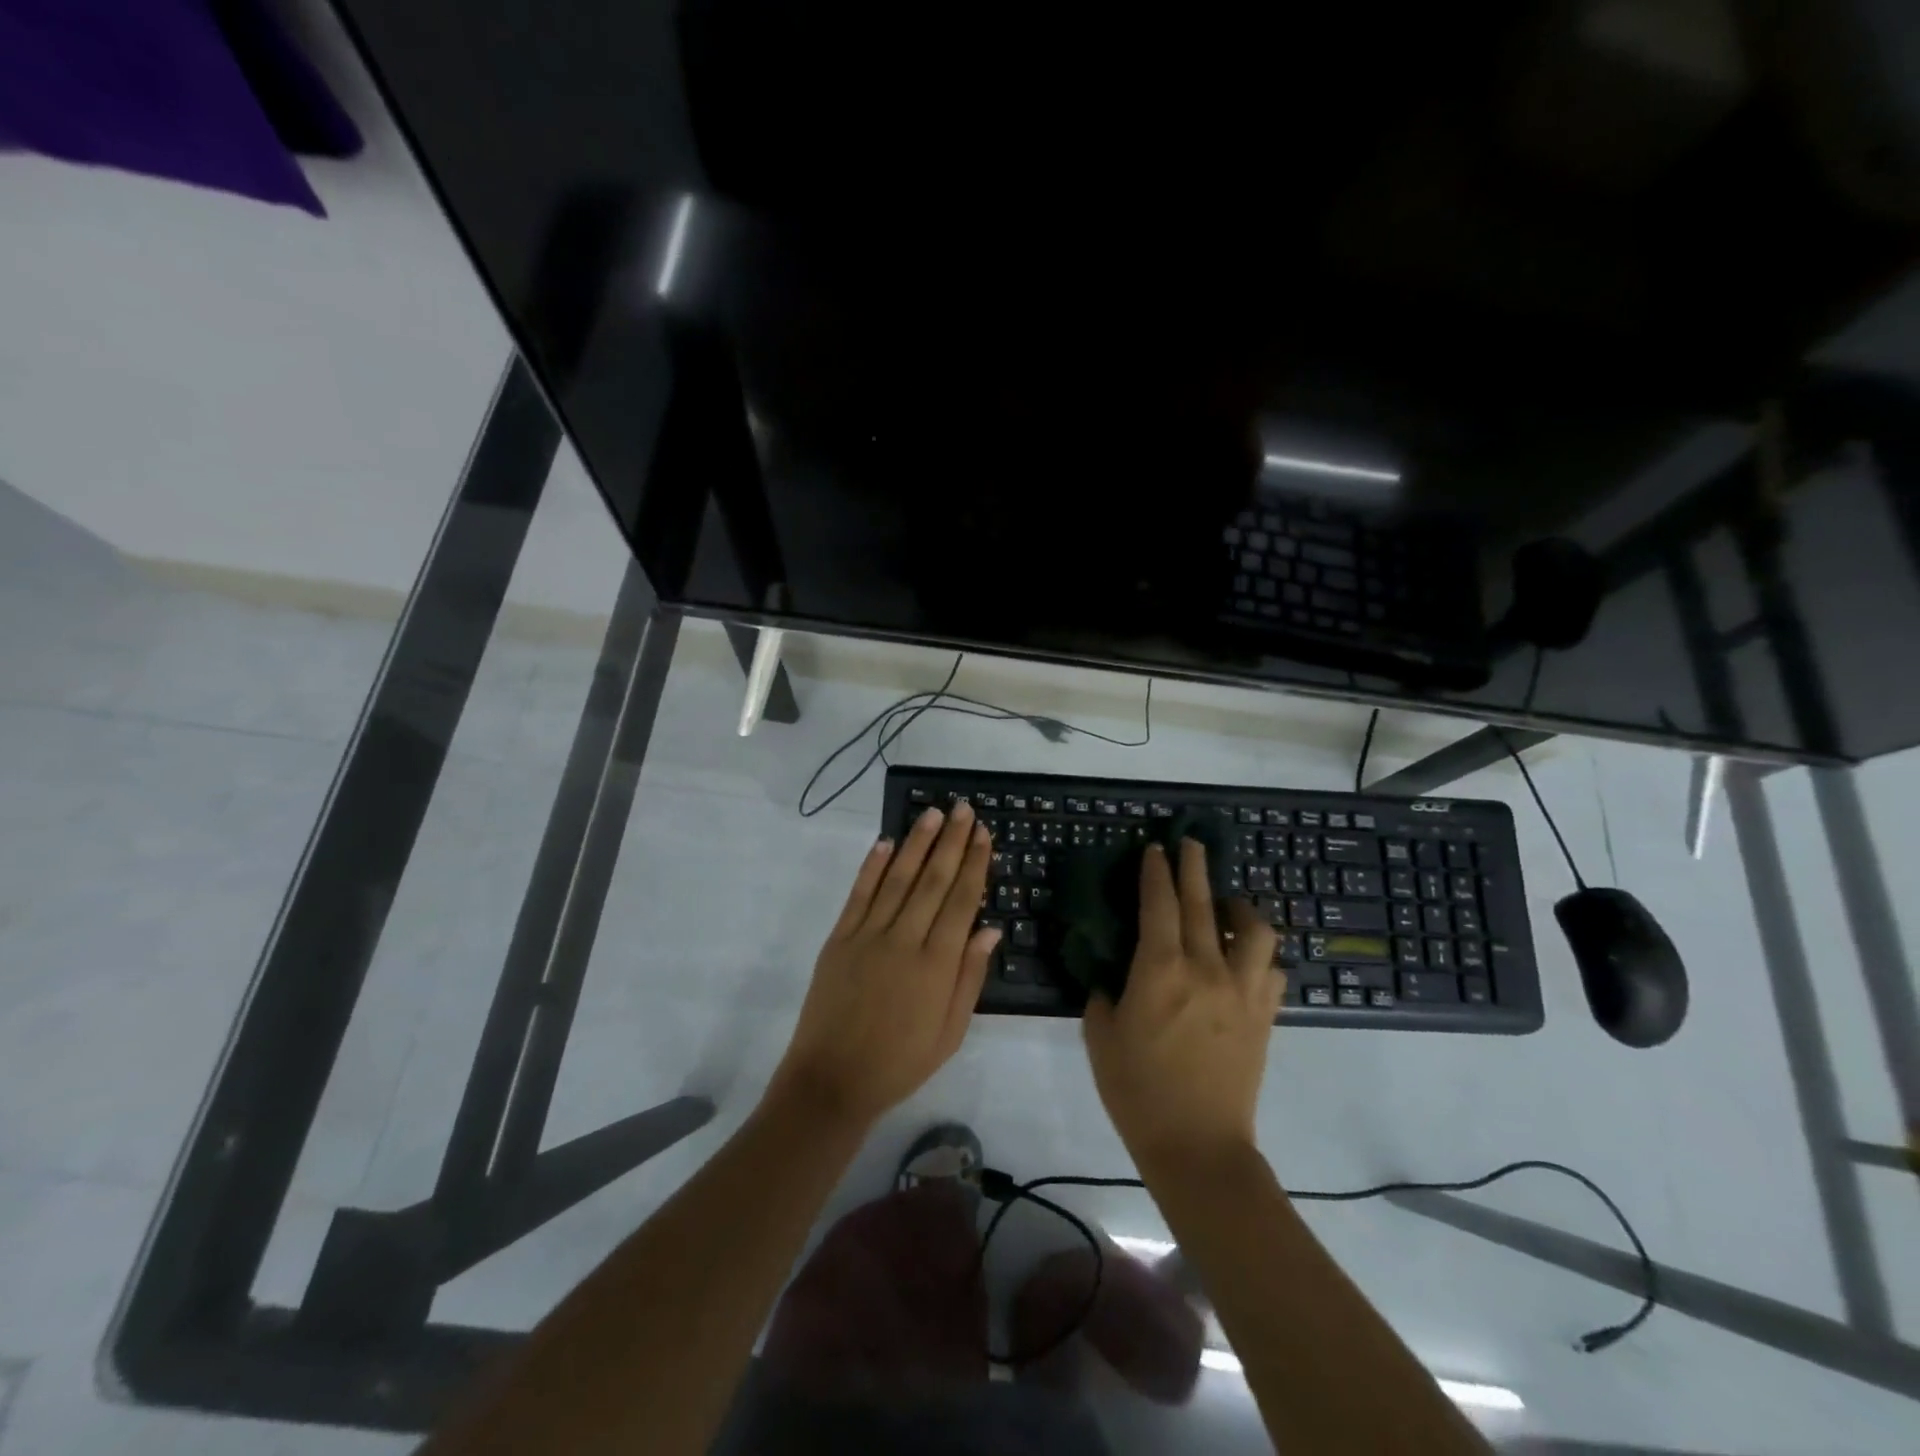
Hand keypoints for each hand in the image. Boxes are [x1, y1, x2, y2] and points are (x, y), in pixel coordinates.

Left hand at [770, 802, 999, 1129]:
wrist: (832, 1081)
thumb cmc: (900, 1063)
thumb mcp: (950, 1033)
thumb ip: (970, 978)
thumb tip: (990, 930)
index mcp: (936, 964)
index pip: (961, 901)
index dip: (974, 864)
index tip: (984, 834)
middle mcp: (904, 939)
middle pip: (933, 880)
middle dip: (951, 842)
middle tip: (964, 809)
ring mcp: (867, 935)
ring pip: (897, 878)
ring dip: (916, 843)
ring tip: (933, 814)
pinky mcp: (839, 938)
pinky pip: (859, 894)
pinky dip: (872, 866)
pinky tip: (884, 842)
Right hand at [1083, 838, 1280, 1175]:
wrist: (1198, 1146)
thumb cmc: (1138, 1091)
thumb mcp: (1100, 1035)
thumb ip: (1103, 992)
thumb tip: (1111, 973)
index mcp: (1160, 969)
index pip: (1159, 903)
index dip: (1156, 871)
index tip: (1155, 849)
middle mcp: (1206, 967)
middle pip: (1204, 903)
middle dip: (1194, 867)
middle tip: (1189, 844)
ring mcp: (1242, 990)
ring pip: (1254, 930)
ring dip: (1240, 907)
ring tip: (1227, 905)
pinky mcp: (1264, 1014)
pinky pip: (1271, 968)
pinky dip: (1259, 953)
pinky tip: (1246, 958)